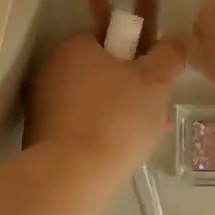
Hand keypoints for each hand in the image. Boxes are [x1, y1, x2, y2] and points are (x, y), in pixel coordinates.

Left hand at [26, 33, 187, 179]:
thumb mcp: (155, 81)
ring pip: (91, 102)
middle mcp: (50, 69)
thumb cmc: (117, 118)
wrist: (73, 175)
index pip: (107, 39)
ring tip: (142, 138)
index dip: (135, 57)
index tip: (155, 81)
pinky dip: (98, 134)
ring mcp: (41, 104)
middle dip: (129, 90)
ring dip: (116, 114)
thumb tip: (174, 43)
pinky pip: (78, 126)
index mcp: (73, 46)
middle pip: (99, 72)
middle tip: (154, 112)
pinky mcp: (39, 136)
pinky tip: (118, 153)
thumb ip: (168, 56)